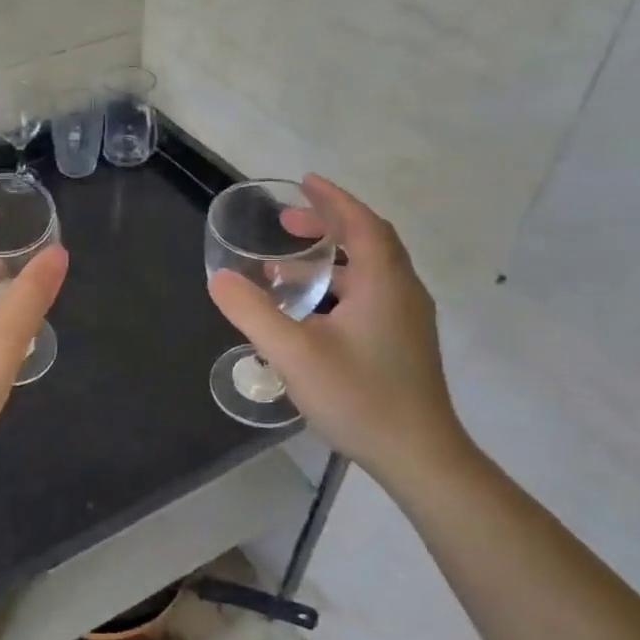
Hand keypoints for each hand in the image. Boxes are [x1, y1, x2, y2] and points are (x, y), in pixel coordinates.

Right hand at [208, 175, 462, 477]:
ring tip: (287, 267)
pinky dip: (338, 285)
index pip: (361, 223)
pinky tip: (309, 311)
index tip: (305, 182)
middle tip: (286, 225)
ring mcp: (407, 320)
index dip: (333, 200)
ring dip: (330, 258)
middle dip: (328, 225)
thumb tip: (219, 279)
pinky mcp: (403, 343)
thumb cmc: (359, 397)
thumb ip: (253, 312)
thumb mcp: (294, 353)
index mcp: (384, 283)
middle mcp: (402, 293)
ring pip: (369, 271)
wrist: (420, 457)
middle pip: (368, 241)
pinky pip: (370, 294)